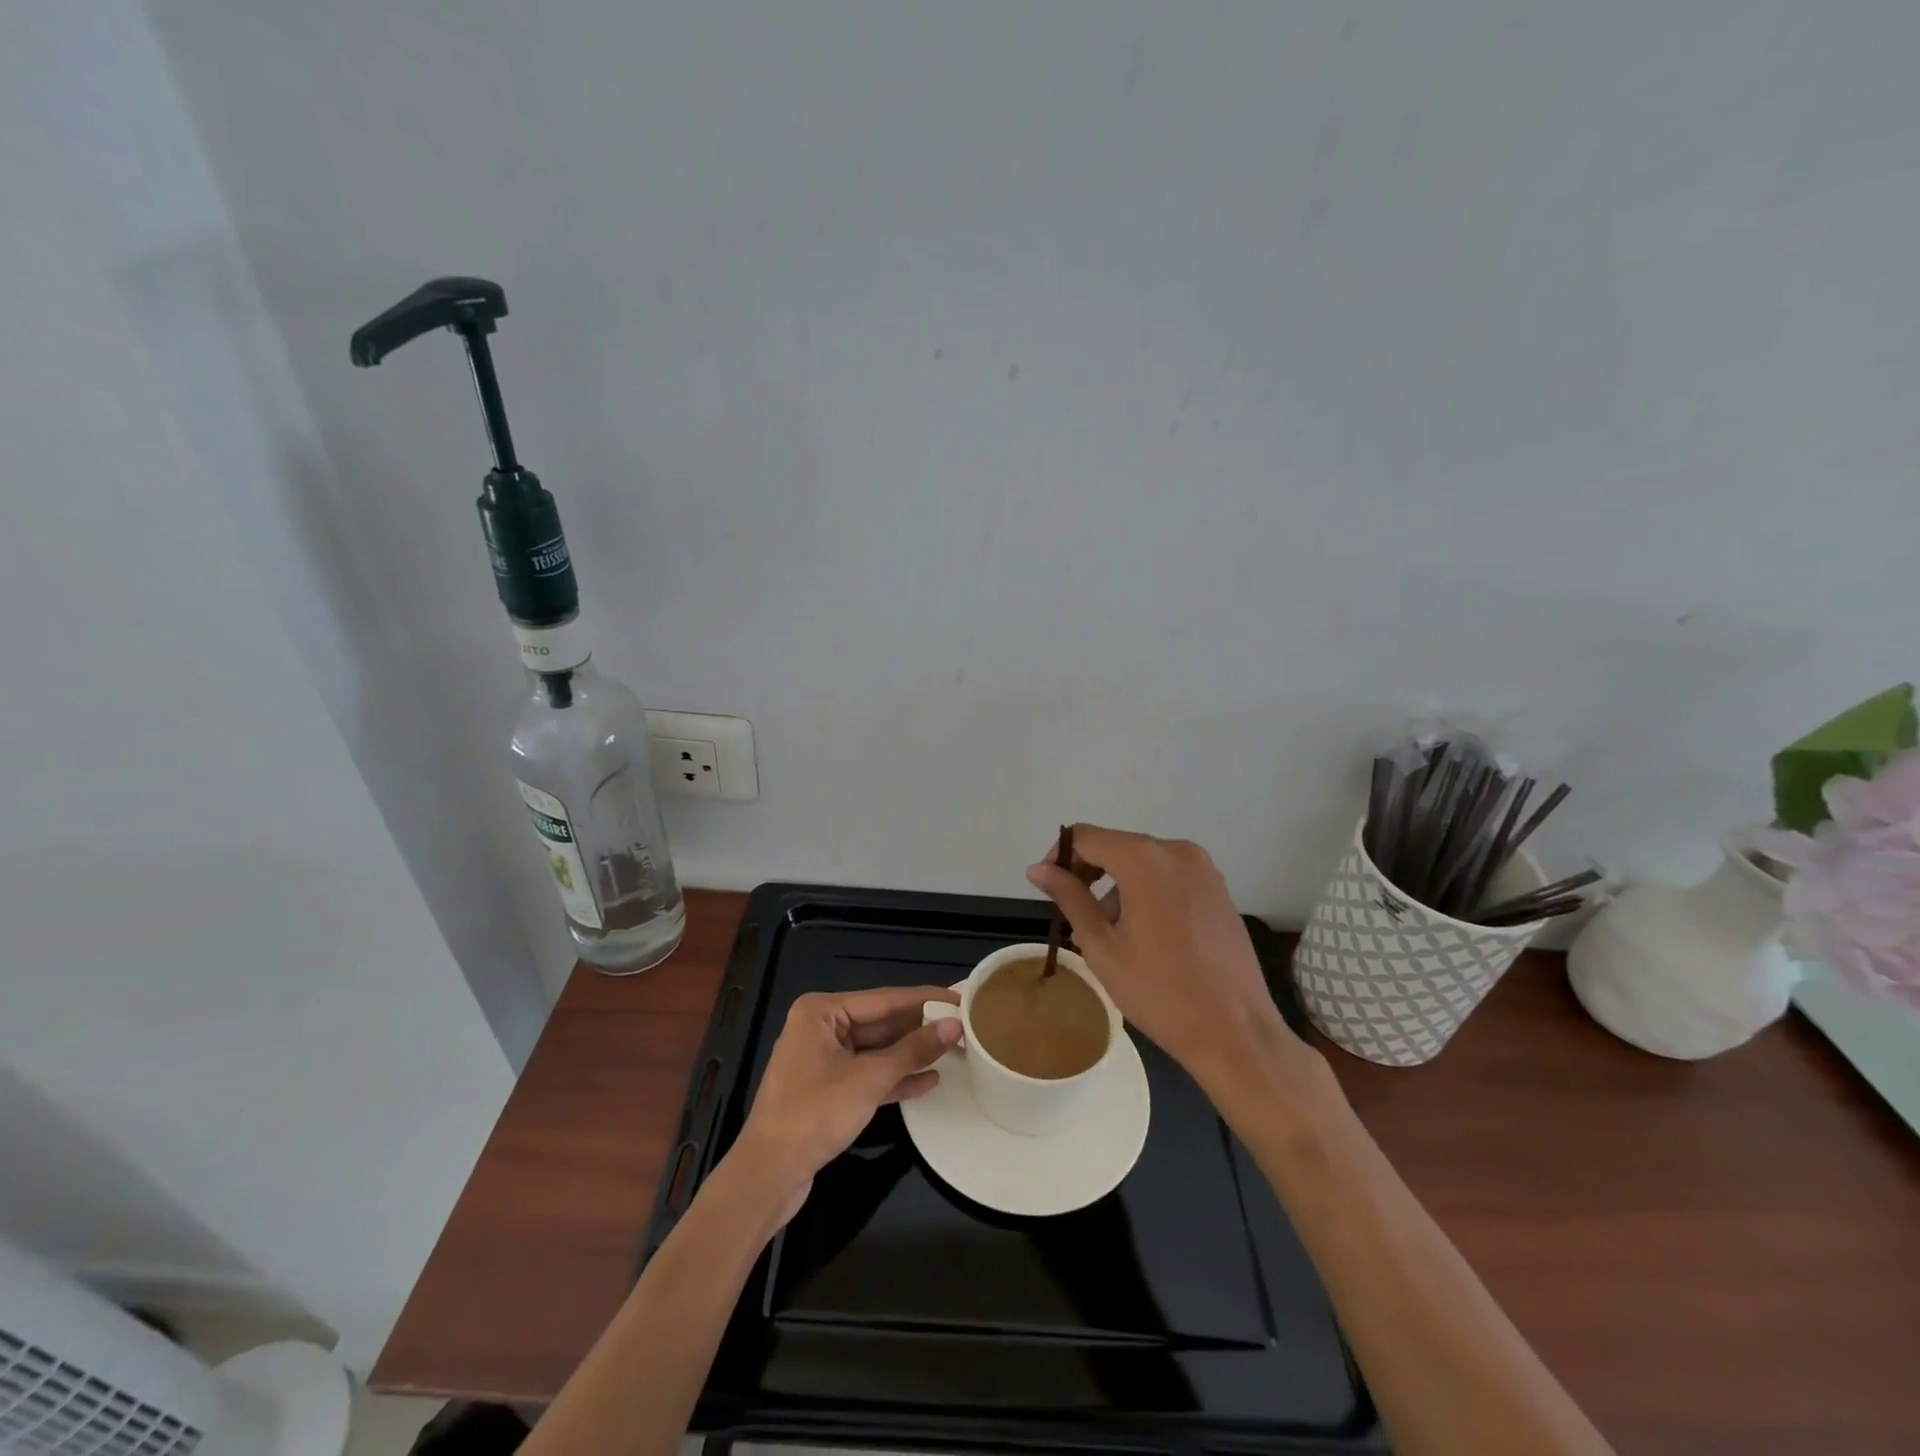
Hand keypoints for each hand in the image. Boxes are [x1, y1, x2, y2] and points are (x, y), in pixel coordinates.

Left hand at [729, 986, 961, 1219]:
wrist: (768, 1176)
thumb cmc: (814, 1114)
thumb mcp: (869, 1079)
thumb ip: (913, 1050)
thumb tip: (954, 1025)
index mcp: (821, 1011)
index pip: (885, 999)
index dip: (925, 999)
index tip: (960, 997)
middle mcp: (820, 1028)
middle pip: (881, 1023)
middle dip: (920, 1027)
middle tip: (964, 1024)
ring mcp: (823, 1060)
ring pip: (877, 1050)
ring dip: (911, 1053)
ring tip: (954, 1050)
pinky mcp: (828, 1090)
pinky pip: (868, 1074)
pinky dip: (895, 1078)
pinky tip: (929, 1080)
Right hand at [1027, 825, 1326, 1102]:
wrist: (1235, 1032)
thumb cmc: (1159, 991)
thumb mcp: (1101, 946)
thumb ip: (1069, 898)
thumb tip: (1038, 869)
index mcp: (1144, 859)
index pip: (1085, 837)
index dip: (1059, 858)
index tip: (1048, 890)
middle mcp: (1177, 851)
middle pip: (1116, 847)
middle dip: (1088, 875)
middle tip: (1073, 918)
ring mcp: (1203, 869)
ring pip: (1142, 863)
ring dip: (1117, 888)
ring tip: (1108, 937)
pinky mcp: (1218, 890)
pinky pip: (1169, 877)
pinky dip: (1146, 893)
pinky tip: (1143, 936)